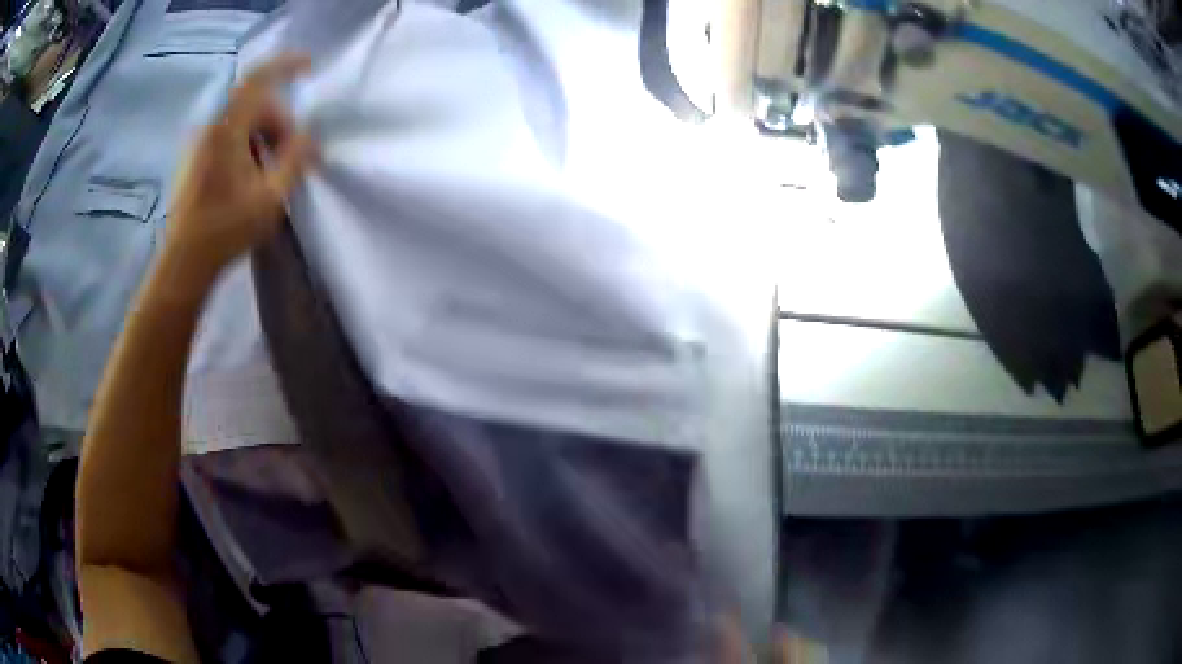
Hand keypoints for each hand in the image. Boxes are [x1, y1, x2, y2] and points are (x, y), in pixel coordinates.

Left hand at [163, 54, 316, 288]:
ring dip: (262, 136)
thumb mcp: (271, 197)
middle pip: (253, 104)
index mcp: (228, 129)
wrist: (184, 261)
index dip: (286, 65)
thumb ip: (295, 160)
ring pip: (240, 121)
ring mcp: (200, 143)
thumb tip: (310, 138)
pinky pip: (227, 136)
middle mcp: (211, 127)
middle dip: (278, 121)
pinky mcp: (194, 159)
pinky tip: (249, 177)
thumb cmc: (226, 230)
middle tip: (291, 153)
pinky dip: (245, 145)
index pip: (259, 79)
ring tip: (269, 172)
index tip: (308, 67)